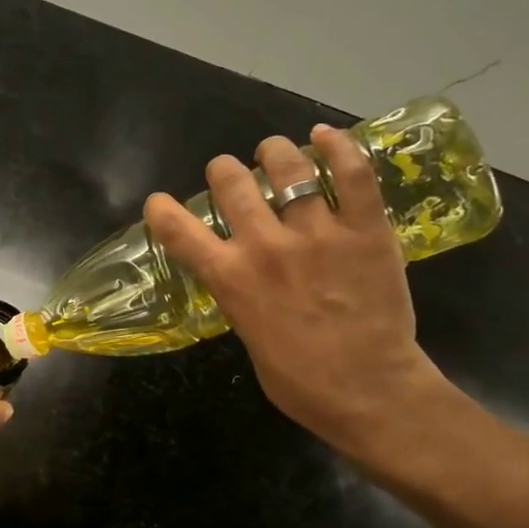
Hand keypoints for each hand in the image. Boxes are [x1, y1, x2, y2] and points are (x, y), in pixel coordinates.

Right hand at [142, 124, 453, 457]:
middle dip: (223, 171)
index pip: (177, 229)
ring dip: (274, 153)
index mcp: (230, 278)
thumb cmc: (298, 380)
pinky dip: (337, 146)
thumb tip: (244, 275)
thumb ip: (240, 295)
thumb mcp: (247, 336)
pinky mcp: (366, 229)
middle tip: (232, 176)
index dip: (161, 209)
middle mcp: (265, 246)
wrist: (369, 391)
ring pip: (287, 166)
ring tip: (275, 153)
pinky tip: (325, 136)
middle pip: (231, 181)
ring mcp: (318, 233)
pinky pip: (352, 173)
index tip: (159, 204)